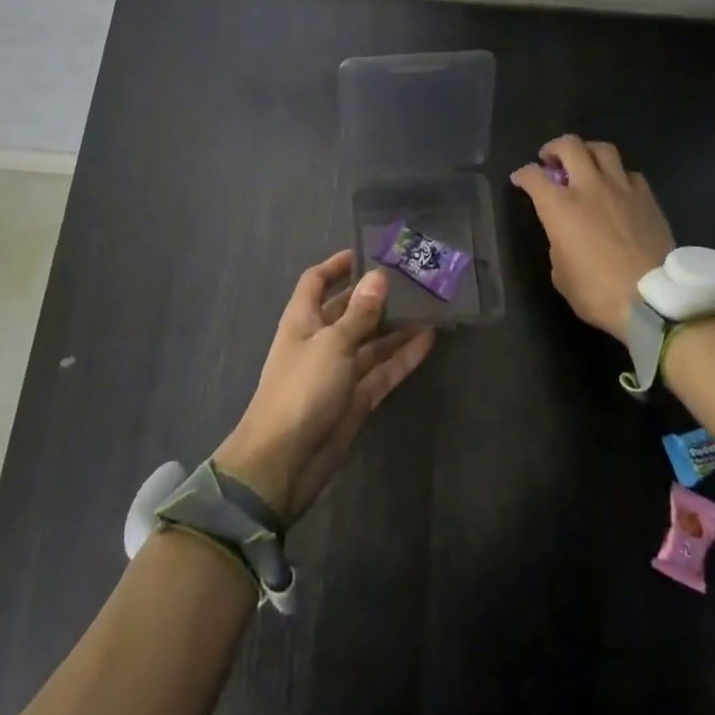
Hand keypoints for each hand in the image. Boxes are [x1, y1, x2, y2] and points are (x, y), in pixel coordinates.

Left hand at [214, 251, 435, 520]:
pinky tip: (429, 339)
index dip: (338, 265)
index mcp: (302, 320)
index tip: (367, 252)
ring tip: (430, 304)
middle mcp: (321, 340)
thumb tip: (378, 276)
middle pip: (349, 310)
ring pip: (372, 340)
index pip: (317, 281)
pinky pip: (383, 370)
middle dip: (376, 295)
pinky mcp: (357, 398)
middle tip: (413, 278)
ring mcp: (340, 371)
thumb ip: (359, 313)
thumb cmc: (301, 389)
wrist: (284, 462)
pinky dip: (403, 356)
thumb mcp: (332, 344)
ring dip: (396, 325)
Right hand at [511, 135, 674, 340]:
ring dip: (588, 152)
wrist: (653, 301)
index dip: (522, 175)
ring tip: (585, 164)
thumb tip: (564, 236)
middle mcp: (589, 187)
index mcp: (559, 207)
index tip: (520, 181)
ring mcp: (621, 188)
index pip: (533, 175)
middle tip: (551, 161)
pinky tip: (617, 188)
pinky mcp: (647, 198)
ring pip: (602, 149)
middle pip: (569, 146)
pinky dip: (618, 175)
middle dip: (554, 148)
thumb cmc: (598, 293)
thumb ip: (558, 245)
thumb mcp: (561, 275)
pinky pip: (630, 173)